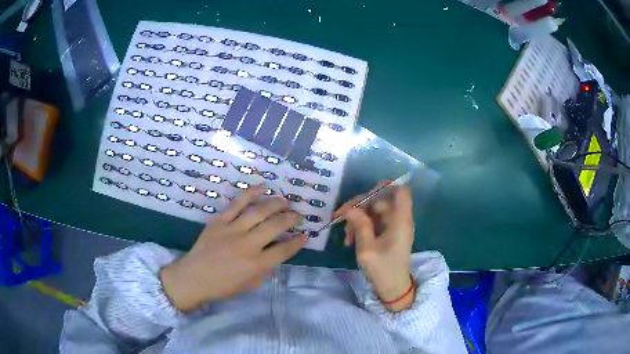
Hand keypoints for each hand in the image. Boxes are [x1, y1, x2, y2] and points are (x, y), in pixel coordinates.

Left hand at [160, 184, 307, 311]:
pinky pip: (236, 204)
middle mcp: (247, 245)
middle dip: (291, 219)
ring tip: (285, 201)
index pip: (283, 250)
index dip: (297, 242)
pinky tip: (263, 187)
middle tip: (298, 215)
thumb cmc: (222, 287)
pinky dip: (250, 193)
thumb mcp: (249, 285)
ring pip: (258, 212)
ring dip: (275, 204)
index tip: (305, 236)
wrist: (193, 278)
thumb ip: (265, 271)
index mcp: (256, 265)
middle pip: (274, 226)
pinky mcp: (219, 221)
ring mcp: (232, 230)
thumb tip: (275, 258)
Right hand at [335, 183, 414, 311]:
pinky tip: (350, 241)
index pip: (400, 190)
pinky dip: (361, 228)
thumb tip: (350, 208)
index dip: (385, 186)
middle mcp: (399, 218)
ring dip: (357, 220)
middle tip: (340, 218)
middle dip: (359, 207)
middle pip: (380, 200)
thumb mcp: (367, 248)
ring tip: (346, 238)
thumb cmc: (383, 269)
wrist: (392, 288)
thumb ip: (360, 225)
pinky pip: (373, 222)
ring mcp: (393, 225)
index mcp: (400, 220)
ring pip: (373, 211)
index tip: (364, 193)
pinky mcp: (388, 233)